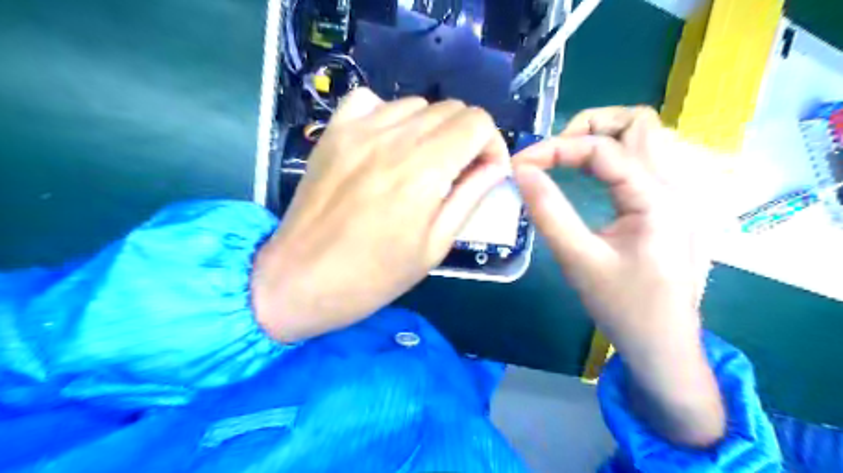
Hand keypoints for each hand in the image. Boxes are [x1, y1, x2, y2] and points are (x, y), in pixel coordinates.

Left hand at [250, 89, 509, 343]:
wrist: (301, 278)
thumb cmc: (374, 275)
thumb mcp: (435, 246)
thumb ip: (469, 197)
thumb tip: (495, 167)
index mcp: (424, 171)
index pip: (477, 123)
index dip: (492, 145)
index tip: (484, 172)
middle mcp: (393, 139)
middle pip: (451, 109)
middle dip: (466, 138)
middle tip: (457, 173)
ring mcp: (358, 130)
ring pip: (416, 104)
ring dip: (431, 130)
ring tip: (421, 163)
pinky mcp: (334, 132)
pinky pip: (372, 101)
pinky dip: (390, 116)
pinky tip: (386, 145)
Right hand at [514, 107, 723, 446]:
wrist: (663, 345)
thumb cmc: (623, 307)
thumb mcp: (578, 260)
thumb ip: (549, 212)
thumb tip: (522, 172)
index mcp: (655, 198)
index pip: (603, 148)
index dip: (556, 147)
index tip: (521, 163)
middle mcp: (673, 186)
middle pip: (639, 123)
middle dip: (589, 125)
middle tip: (553, 153)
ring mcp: (675, 195)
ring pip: (645, 138)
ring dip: (603, 137)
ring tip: (567, 159)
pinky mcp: (666, 207)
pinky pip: (642, 161)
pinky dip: (611, 157)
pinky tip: (590, 177)